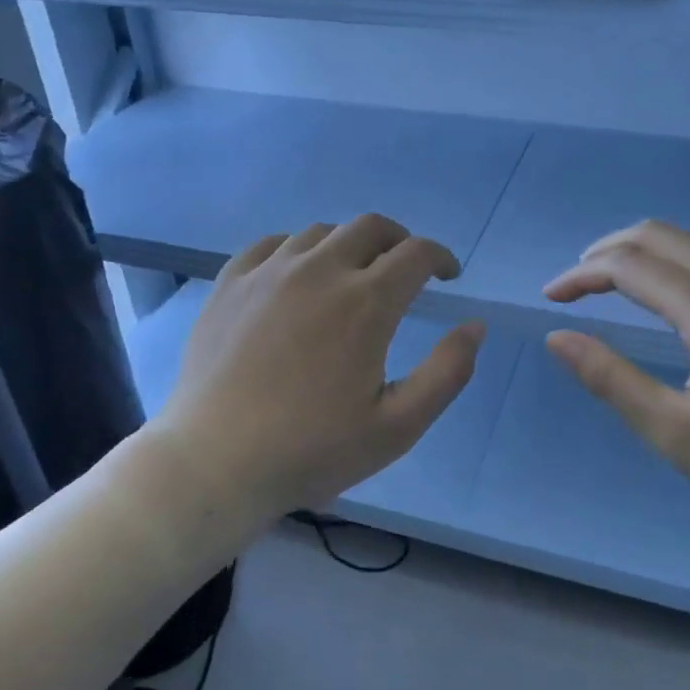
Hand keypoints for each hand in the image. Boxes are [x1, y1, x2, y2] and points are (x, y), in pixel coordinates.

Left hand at [150, 215, 484, 522]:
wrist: (214, 462)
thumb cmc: (312, 449)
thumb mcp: (398, 426)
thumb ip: (447, 372)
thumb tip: (474, 326)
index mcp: (366, 302)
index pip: (416, 253)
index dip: (441, 257)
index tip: (447, 275)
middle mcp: (320, 270)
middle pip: (370, 227)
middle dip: (399, 241)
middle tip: (405, 269)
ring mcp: (269, 272)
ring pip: (321, 232)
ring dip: (349, 245)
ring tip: (351, 275)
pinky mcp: (230, 283)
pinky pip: (271, 244)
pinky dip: (297, 250)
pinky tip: (296, 275)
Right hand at [543, 220, 689, 532]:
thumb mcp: (676, 432)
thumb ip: (611, 379)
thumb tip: (558, 338)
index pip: (626, 266)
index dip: (580, 276)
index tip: (550, 299)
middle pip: (658, 235)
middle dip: (606, 250)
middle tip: (574, 283)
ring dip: (642, 253)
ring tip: (610, 284)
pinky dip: (674, 264)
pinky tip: (669, 300)